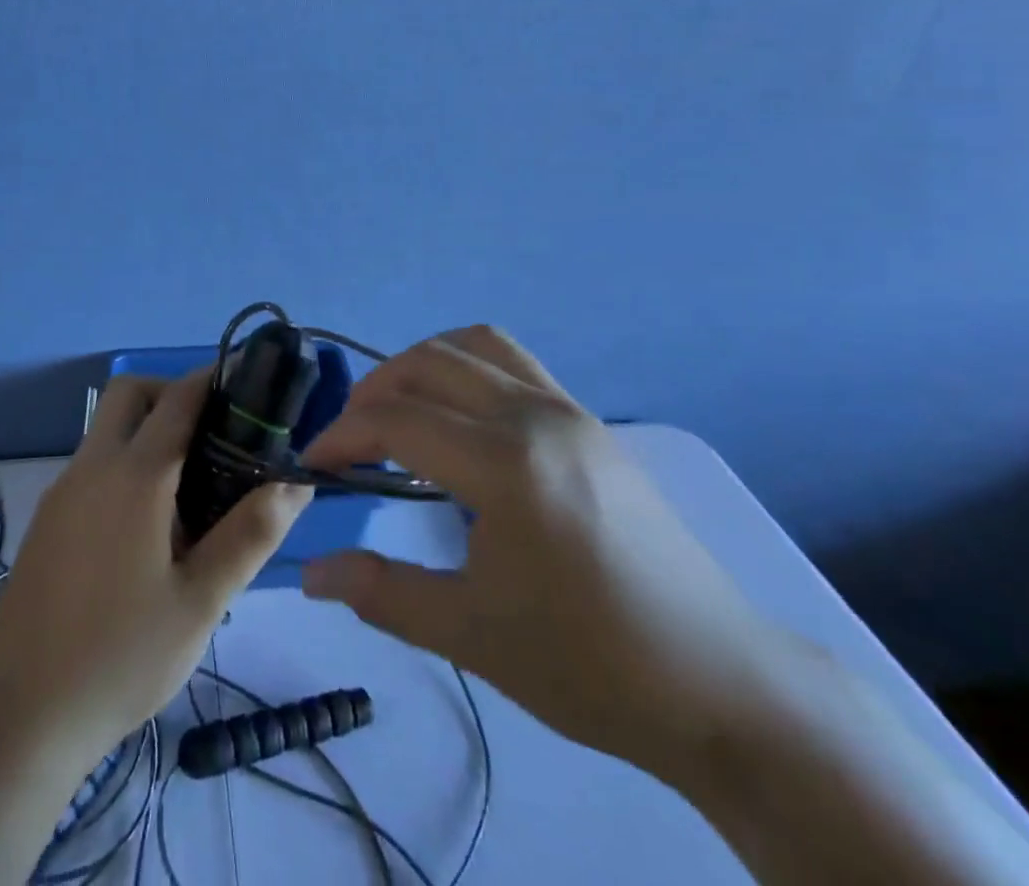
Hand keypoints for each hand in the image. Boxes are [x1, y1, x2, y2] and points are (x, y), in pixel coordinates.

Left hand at [0, 367, 311, 762]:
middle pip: (131, 394)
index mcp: (134, 476)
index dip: (214, 379)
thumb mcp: (201, 602)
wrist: (22, 716)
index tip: (249, 381)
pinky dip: (125, 462)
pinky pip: (93, 463)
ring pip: (108, 428)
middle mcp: (92, 467)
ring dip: (148, 429)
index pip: (178, 398)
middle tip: (215, 436)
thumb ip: (250, 534)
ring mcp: (63, 491)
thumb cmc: (122, 657)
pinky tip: (147, 523)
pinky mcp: (48, 518)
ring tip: (191, 485)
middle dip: (173, 394)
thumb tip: (295, 482)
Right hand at [299, 326, 791, 780]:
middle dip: (374, 391)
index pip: (397, 421)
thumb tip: (310, 573)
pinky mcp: (590, 422)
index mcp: (505, 464)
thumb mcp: (471, 633)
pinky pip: (514, 363)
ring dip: (423, 365)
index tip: (314, 466)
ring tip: (400, 412)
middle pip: (429, 363)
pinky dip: (467, 369)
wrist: (718, 684)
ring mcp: (569, 410)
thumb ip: (381, 593)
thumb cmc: (588, 664)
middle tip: (349, 439)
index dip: (342, 436)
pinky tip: (461, 424)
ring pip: (476, 345)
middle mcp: (535, 415)